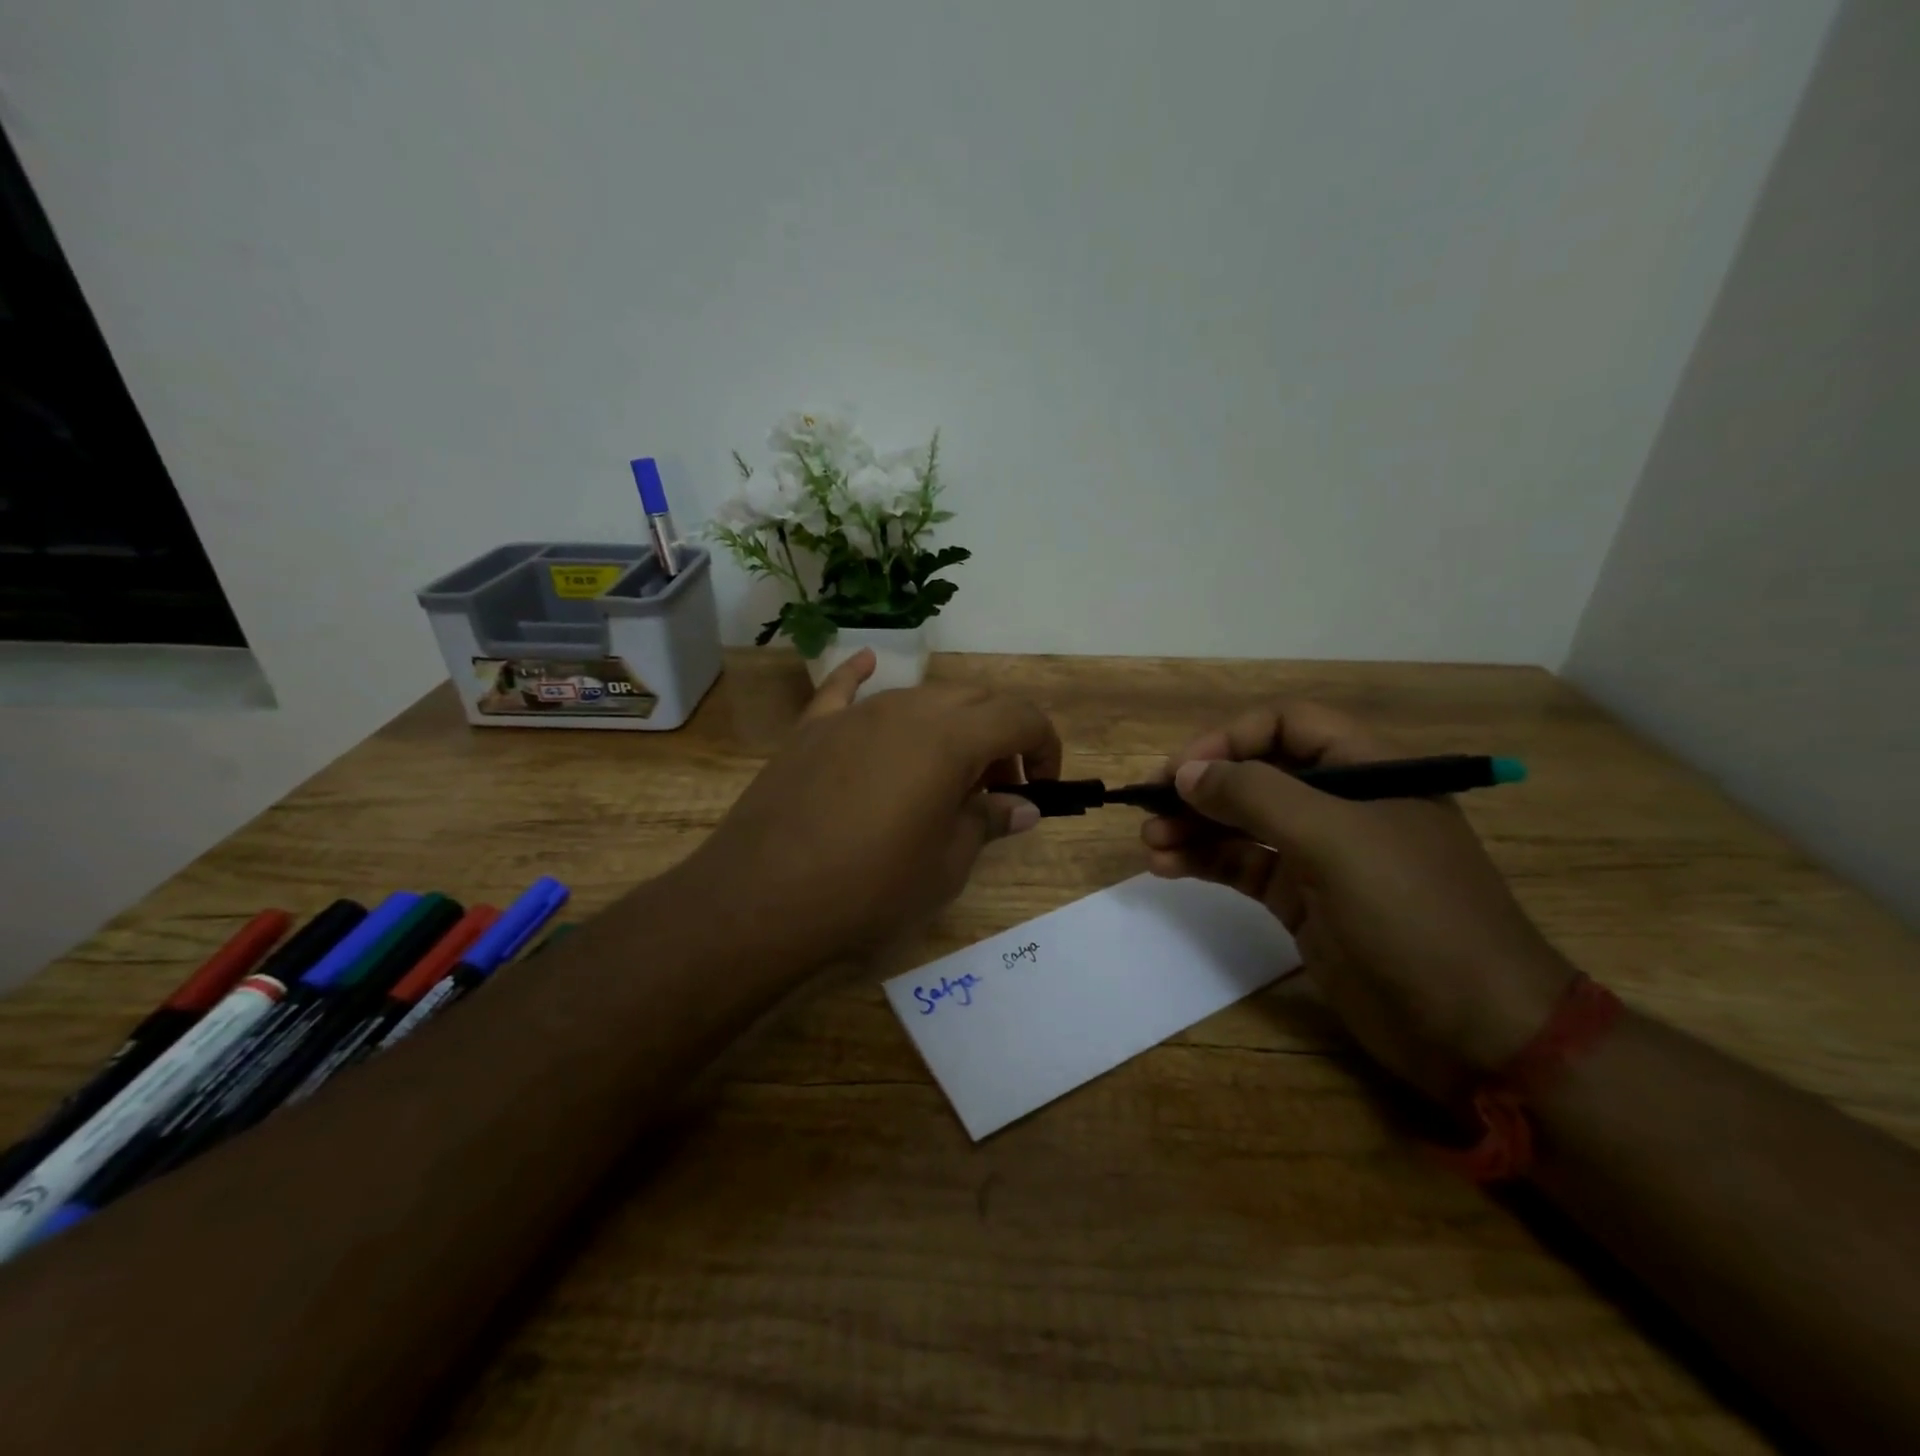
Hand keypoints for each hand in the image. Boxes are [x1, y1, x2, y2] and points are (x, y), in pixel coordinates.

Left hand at [673, 651, 1060, 967]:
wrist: (762, 901)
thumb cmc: (870, 889)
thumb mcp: (946, 865)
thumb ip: (988, 821)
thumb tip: (1022, 806)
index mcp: (950, 738)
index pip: (1020, 717)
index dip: (1045, 746)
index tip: (1043, 785)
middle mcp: (906, 709)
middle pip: (973, 700)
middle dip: (1001, 736)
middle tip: (1000, 787)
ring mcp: (854, 715)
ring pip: (920, 697)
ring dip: (950, 725)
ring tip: (946, 774)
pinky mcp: (811, 730)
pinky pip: (843, 690)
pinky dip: (862, 677)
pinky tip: (867, 663)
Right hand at [1142, 701, 1572, 1103]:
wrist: (1476, 1031)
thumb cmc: (1414, 915)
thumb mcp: (1335, 841)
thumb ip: (1257, 796)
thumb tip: (1186, 773)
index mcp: (1369, 769)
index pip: (1287, 725)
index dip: (1229, 739)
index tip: (1181, 771)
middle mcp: (1342, 804)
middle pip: (1257, 773)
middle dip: (1202, 787)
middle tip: (1150, 807)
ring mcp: (1321, 855)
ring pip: (1243, 822)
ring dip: (1194, 827)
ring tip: (1150, 842)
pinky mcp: (1302, 901)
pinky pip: (1243, 866)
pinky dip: (1205, 862)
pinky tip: (1167, 867)